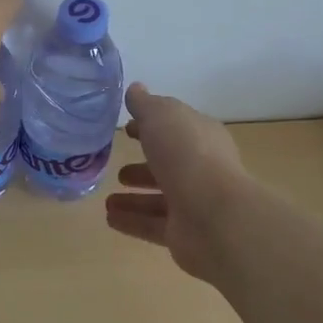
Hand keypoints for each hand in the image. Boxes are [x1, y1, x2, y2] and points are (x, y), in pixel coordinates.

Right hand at [105, 84, 252, 282]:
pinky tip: (109, 218)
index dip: (151, 126)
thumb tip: (136, 89)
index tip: (127, 129)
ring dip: (134, 197)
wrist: (215, 217)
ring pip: (159, 197)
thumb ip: (145, 104)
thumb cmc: (187, 155)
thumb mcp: (161, 116)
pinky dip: (131, 220)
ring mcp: (194, 203)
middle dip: (144, 165)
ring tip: (108, 199)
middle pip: (168, 165)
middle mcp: (200, 169)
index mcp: (201, 136)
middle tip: (117, 166)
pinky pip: (153, 225)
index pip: (175, 128)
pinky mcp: (184, 233)